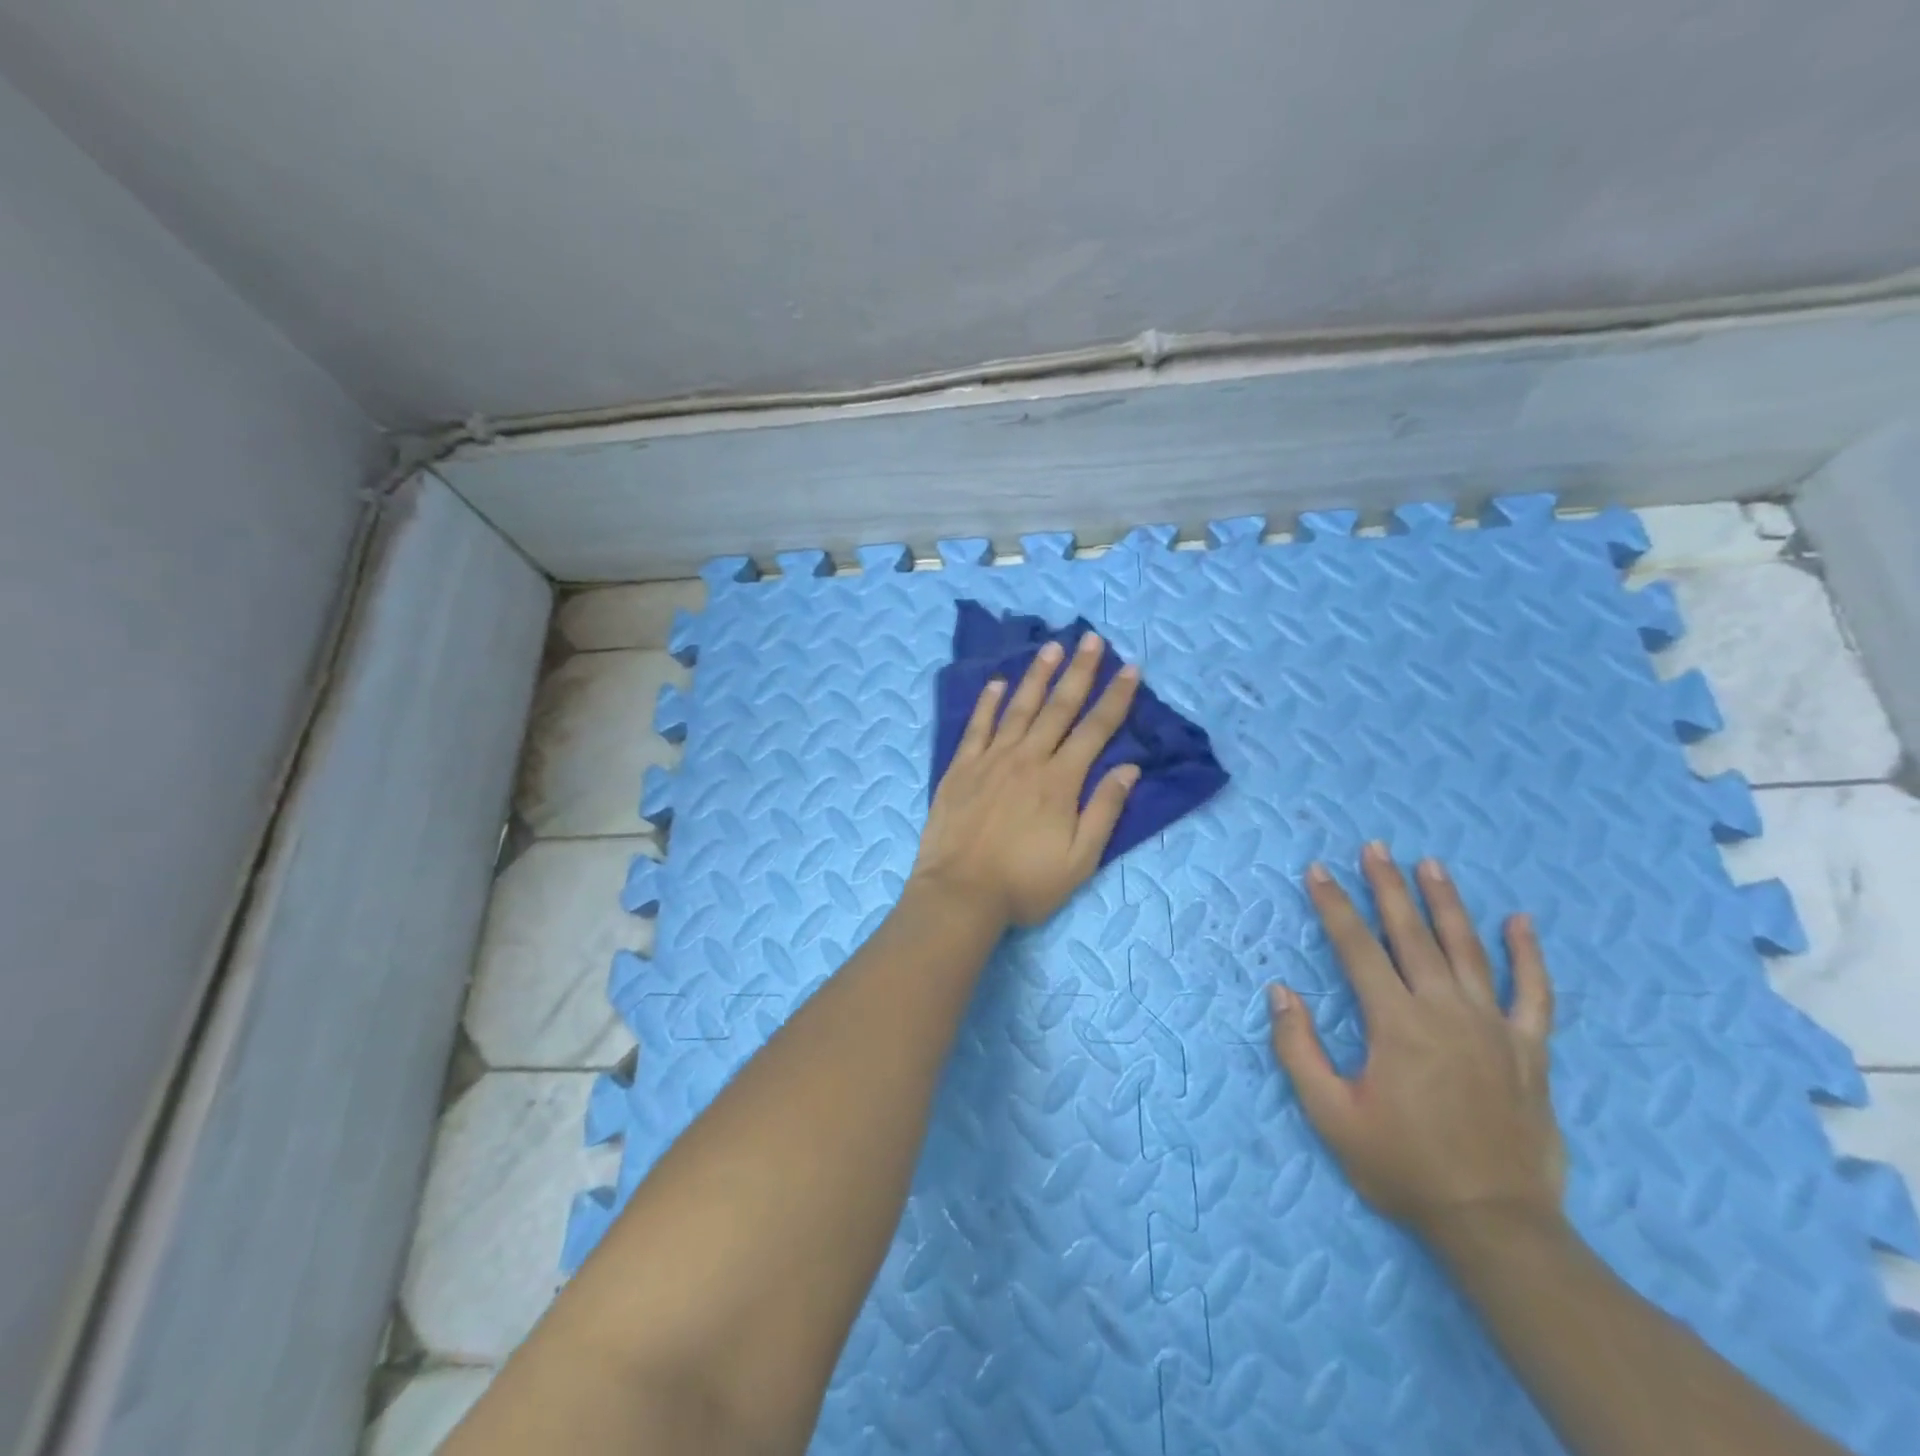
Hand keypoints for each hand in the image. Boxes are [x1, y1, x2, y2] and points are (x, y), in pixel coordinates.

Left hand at [911, 631, 1140, 927]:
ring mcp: (991, 759)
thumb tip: (1129, 768)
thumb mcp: (1080, 859)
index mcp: (1060, 781)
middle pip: (1059, 707)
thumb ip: (1104, 810)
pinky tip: (998, 682)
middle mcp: (1028, 759)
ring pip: (1019, 708)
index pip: (1095, 730)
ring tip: (1052, 647)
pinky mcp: (961, 768)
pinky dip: (988, 702)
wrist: (960, 893)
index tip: (1130, 669)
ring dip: (1037, 675)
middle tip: (1092, 639)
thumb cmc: (1025, 883)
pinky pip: (977, 726)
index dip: (1115, 698)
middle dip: (1080, 672)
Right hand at [1269, 844, 1564, 1239]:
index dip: (1334, 905)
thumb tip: (1280, 991)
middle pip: (1411, 934)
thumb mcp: (1331, 1114)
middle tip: (1375, 848)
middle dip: (1387, 886)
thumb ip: (1298, 1049)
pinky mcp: (1530, 1050)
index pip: (1357, 947)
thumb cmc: (1402, 1166)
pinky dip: (1528, 955)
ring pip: (1467, 949)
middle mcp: (1445, 1010)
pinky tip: (1520, 922)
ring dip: (1446, 903)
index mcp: (1396, 1023)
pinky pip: (1535, 993)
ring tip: (1430, 864)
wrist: (1495, 1223)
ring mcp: (1493, 1027)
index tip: (1317, 870)